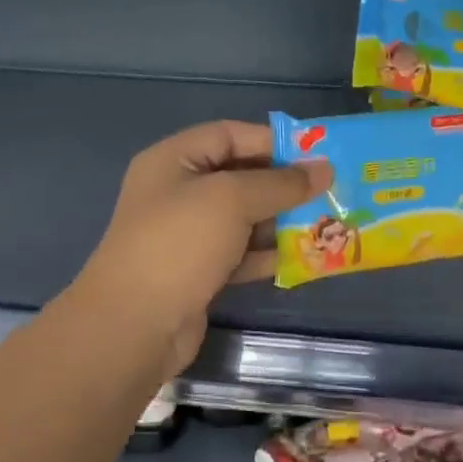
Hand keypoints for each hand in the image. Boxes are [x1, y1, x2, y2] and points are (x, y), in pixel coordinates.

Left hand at [73, 120, 332, 373]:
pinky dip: (266, 254)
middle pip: (238, 176)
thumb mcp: (232, 200)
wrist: (134, 326)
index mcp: (173, 161)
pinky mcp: (197, 272)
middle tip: (328, 191)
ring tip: (324, 223)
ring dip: (280, 221)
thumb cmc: (180, 244)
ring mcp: (186, 235)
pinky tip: (301, 258)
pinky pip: (239, 253)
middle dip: (282, 185)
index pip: (229, 135)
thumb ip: (280, 183)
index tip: (316, 155)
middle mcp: (177, 192)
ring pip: (242, 218)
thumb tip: (324, 169)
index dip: (272, 141)